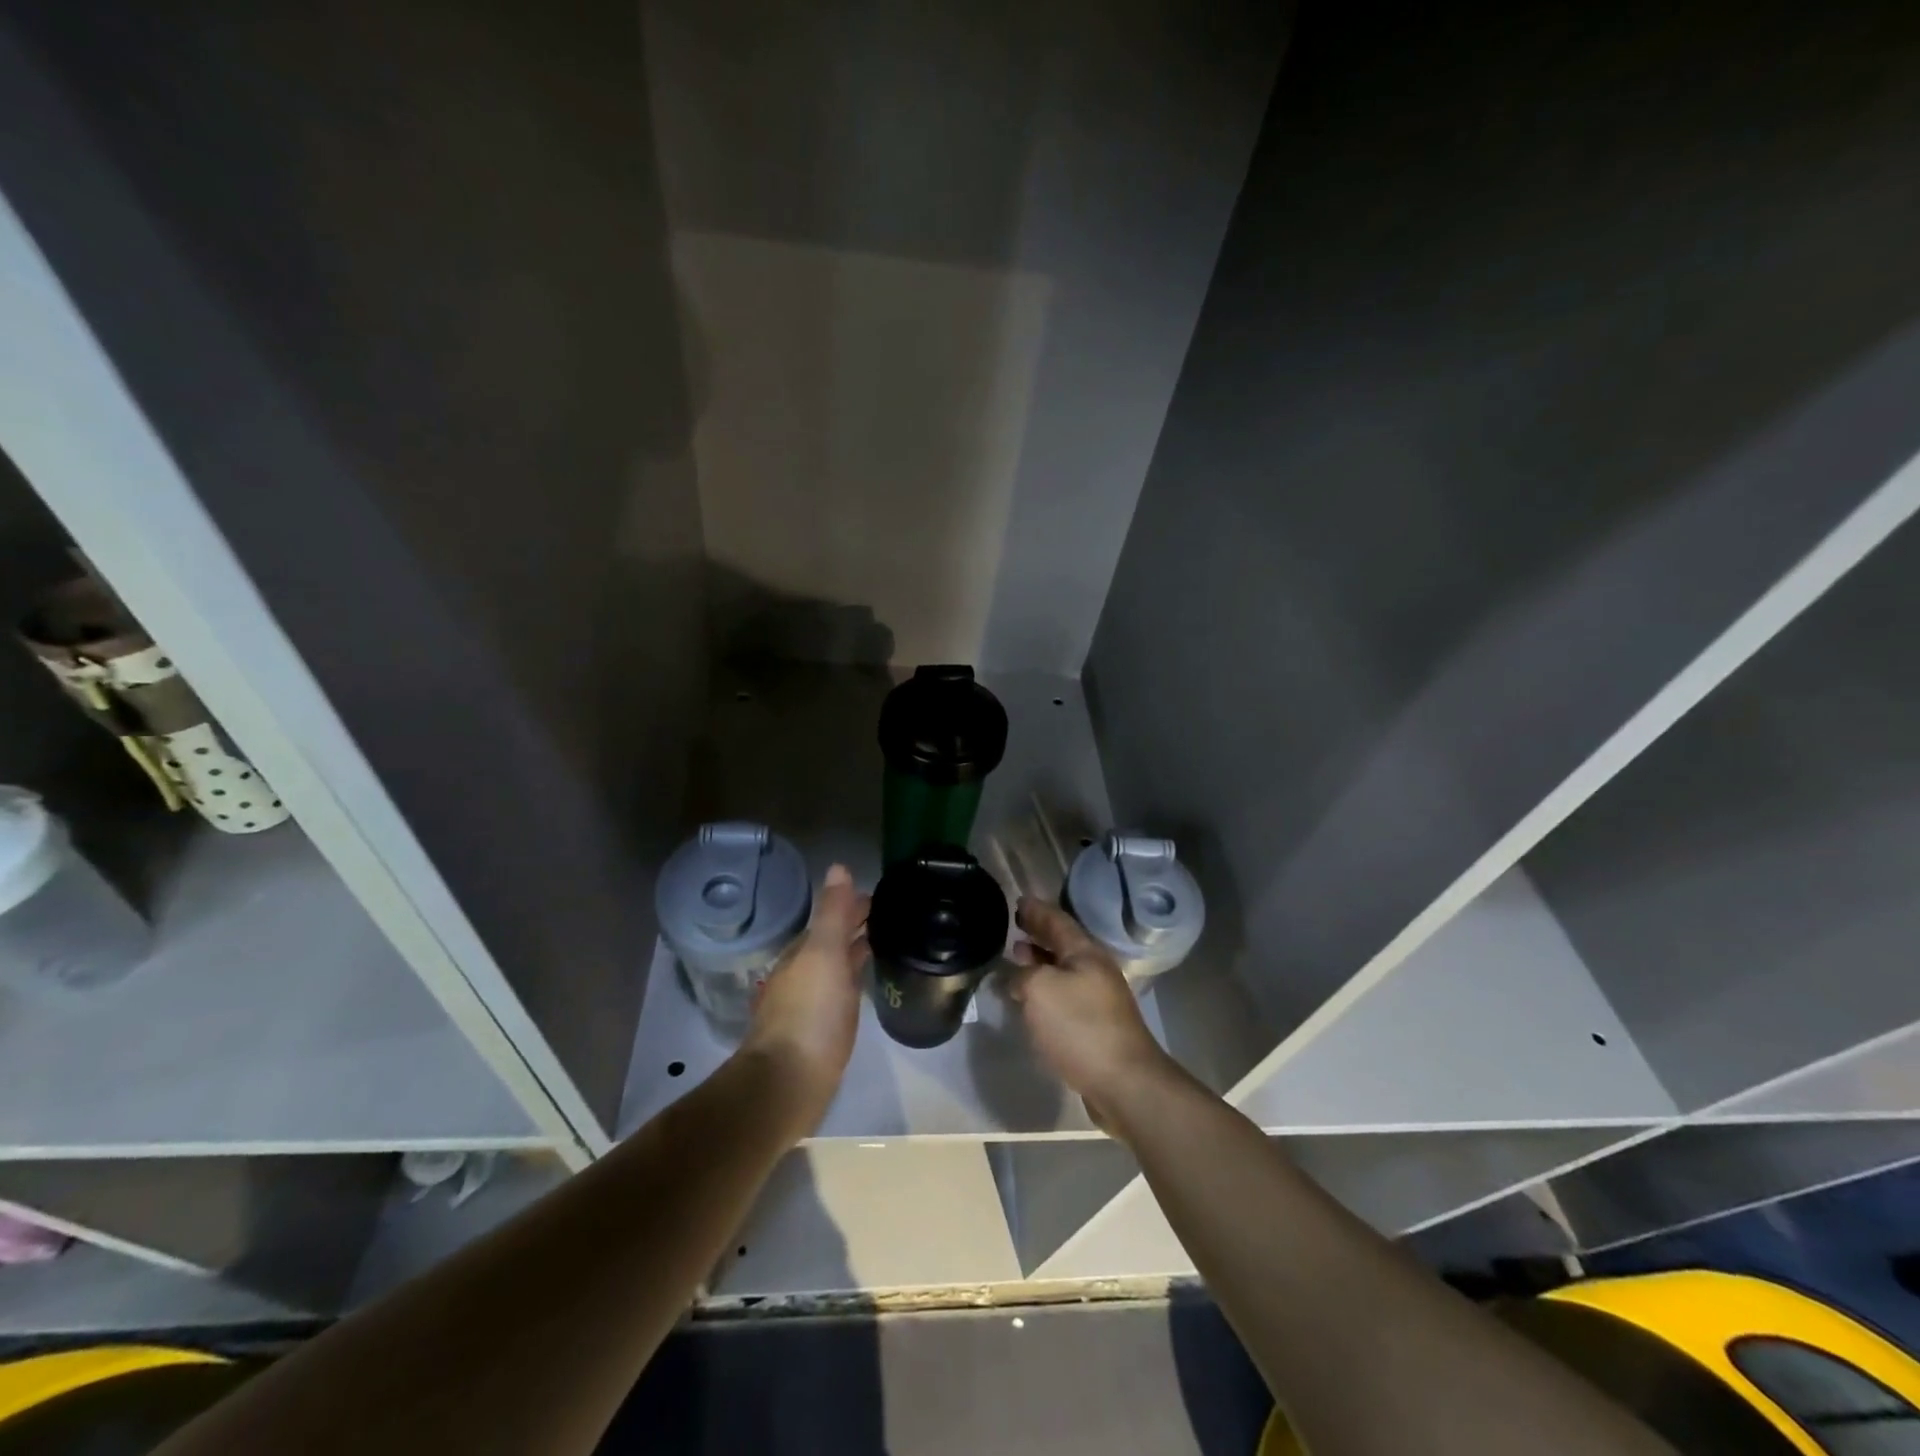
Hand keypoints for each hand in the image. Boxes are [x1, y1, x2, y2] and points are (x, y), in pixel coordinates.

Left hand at [741, 864, 869, 1134]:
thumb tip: (839, 867)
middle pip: (833, 941)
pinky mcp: (822, 1030)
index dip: (855, 905)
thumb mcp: (823, 953)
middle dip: (857, 926)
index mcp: (803, 952)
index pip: (832, 918)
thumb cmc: (810, 1012)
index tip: (885, 897)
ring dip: (856, 952)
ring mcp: (812, 1003)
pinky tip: (868, 985)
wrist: (789, 1081)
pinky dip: (855, 979)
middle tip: (893, 916)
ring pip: (837, 966)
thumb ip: (833, 912)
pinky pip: (842, 992)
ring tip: (888, 943)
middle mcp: (803, 973)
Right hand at [1007, 898, 1173, 1116]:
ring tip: (1018, 957)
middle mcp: (1095, 970)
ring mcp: (1099, 999)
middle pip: (1063, 944)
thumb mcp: (1040, 991)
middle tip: (1015, 925)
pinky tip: (1032, 999)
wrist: (1124, 1082)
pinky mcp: (1096, 1026)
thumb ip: (1022, 976)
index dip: (1037, 910)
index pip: (1057, 920)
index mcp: (1085, 953)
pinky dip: (1046, 988)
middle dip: (1039, 933)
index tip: (1018, 901)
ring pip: (1064, 970)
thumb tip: (1015, 978)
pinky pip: (1065, 995)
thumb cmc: (1080, 1026)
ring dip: (1041, 961)